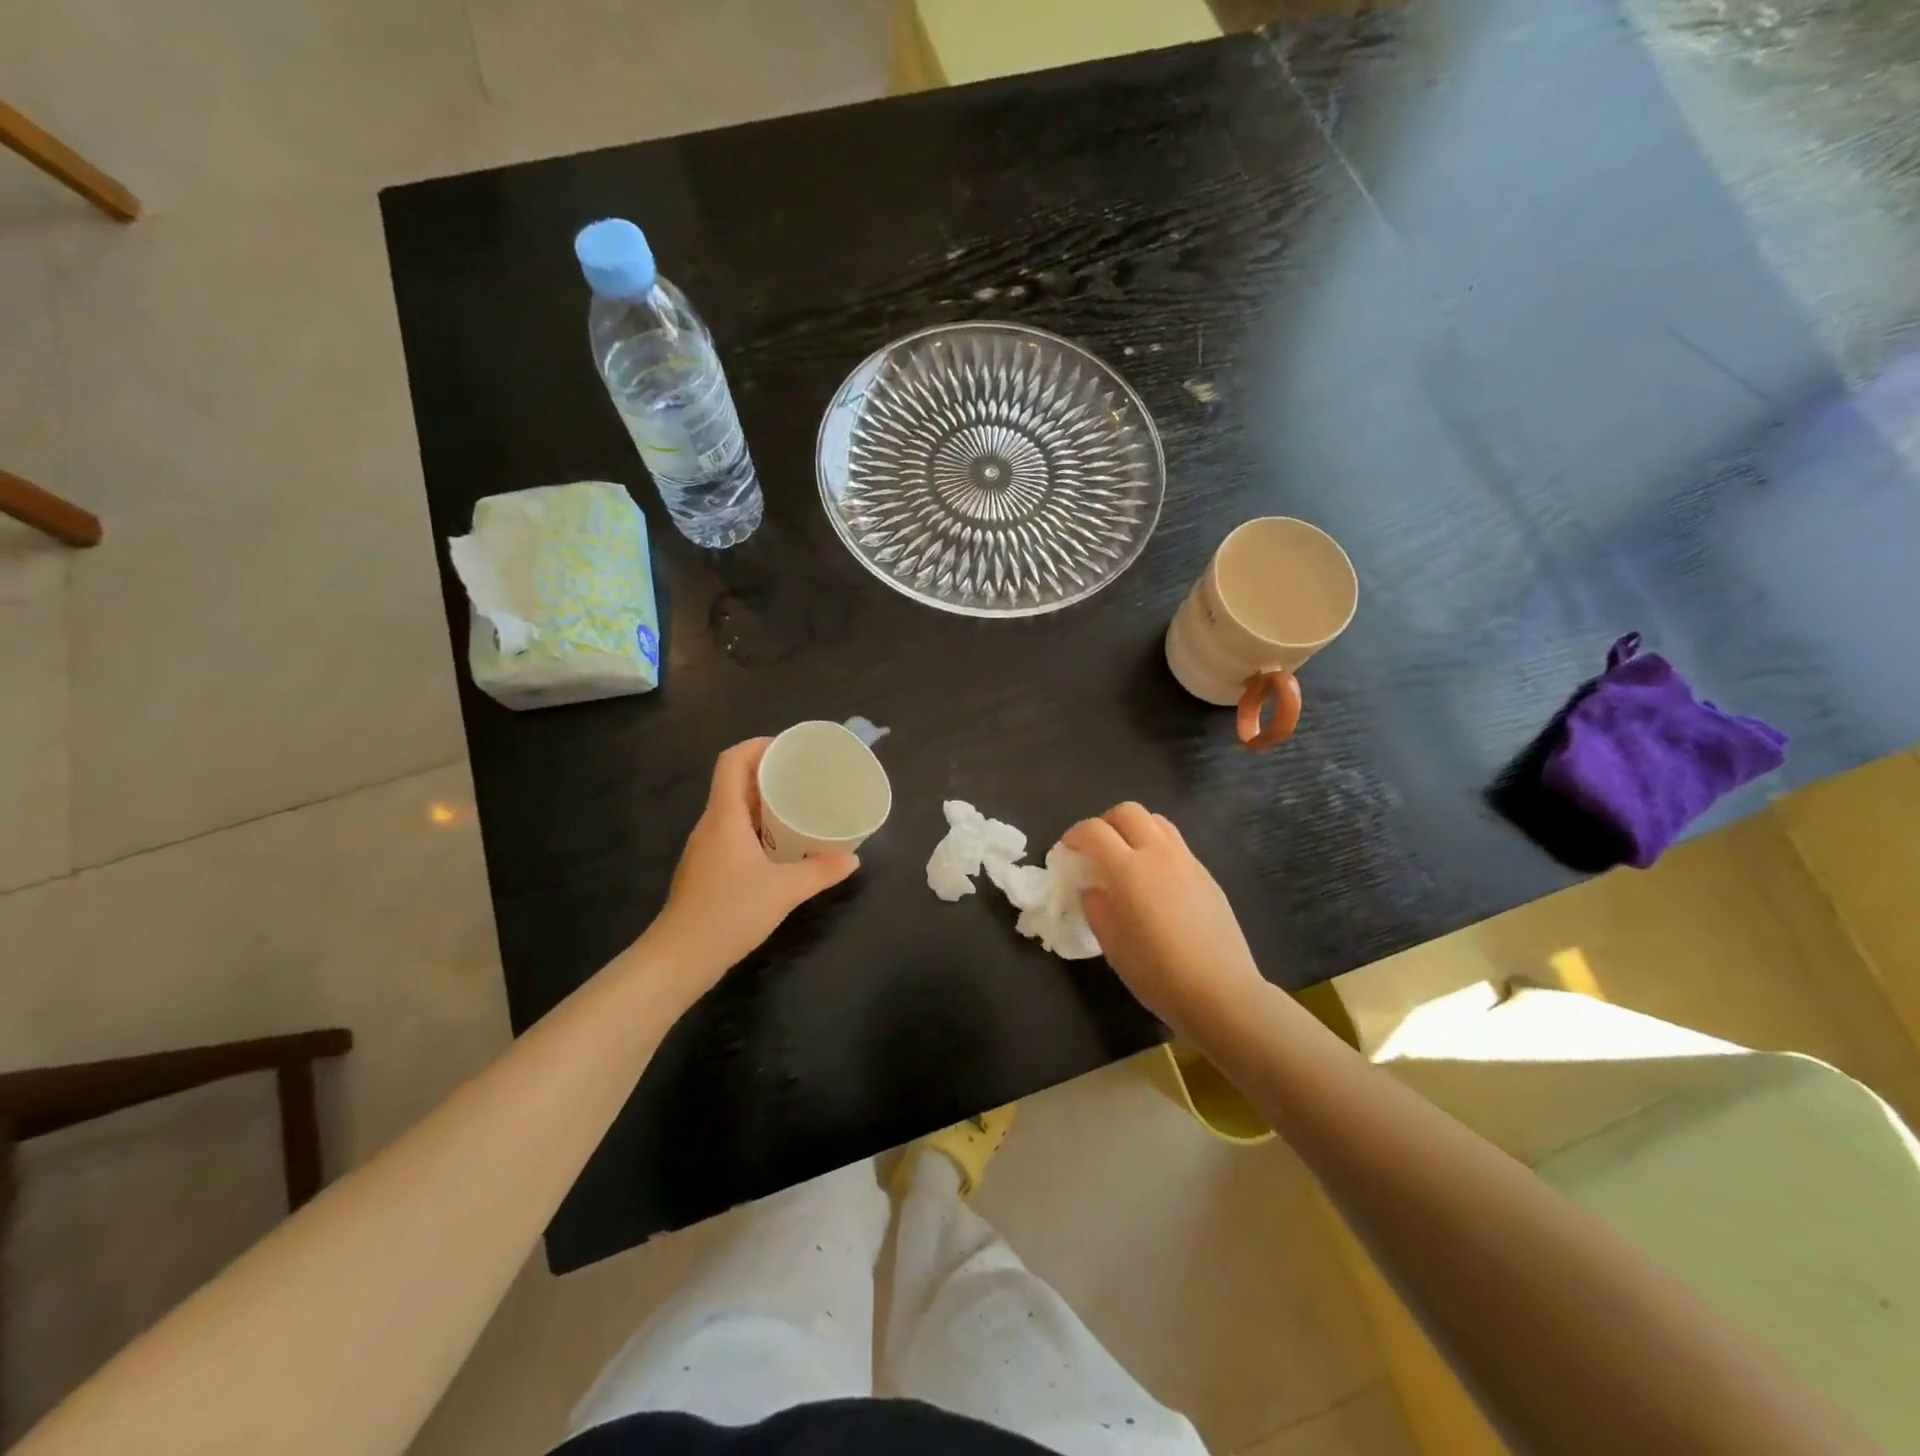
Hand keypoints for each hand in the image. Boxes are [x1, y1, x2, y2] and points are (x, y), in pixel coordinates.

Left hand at [645, 739, 858, 987]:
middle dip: (768, 771)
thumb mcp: (783, 891)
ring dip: (763, 800)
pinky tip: (781, 843)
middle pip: (734, 781)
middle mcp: (711, 825)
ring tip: (798, 804)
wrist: (680, 958)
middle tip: (804, 775)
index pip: (732, 762)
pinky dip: (758, 825)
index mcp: (724, 817)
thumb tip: (853, 859)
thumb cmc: (728, 913)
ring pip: (735, 808)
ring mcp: (706, 847)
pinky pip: (734, 831)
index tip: (789, 748)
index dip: (757, 746)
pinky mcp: (708, 868)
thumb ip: (820, 871)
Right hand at [1062, 804, 1266, 1032]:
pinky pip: (1176, 844)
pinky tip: (1155, 879)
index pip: (1094, 831)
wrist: (1220, 992)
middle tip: (1096, 848)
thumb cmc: (1157, 973)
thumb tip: (1094, 888)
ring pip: (1156, 821)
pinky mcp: (1206, 875)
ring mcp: (1187, 861)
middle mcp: (1158, 854)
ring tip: (1126, 856)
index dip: (1075, 835)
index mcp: (1128, 870)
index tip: (1067, 850)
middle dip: (1105, 822)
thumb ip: (1096, 907)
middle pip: (1128, 812)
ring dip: (1134, 829)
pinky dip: (1157, 847)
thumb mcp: (1111, 944)